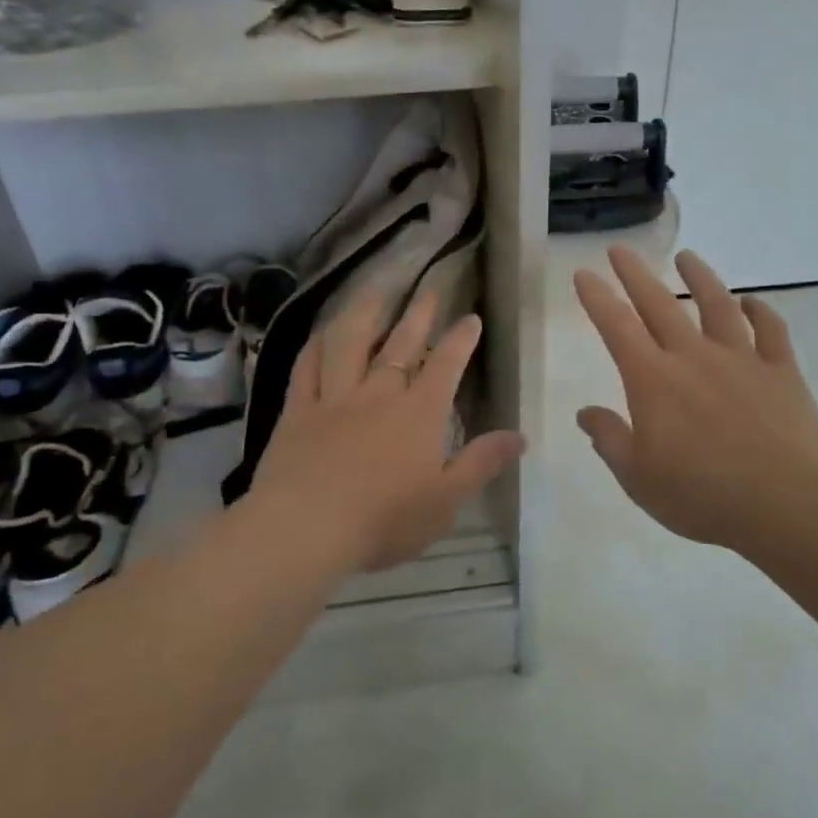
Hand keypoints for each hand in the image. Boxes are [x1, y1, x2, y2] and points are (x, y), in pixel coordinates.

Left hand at [249, 286, 526, 572]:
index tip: (470, 317)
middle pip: (401, 344)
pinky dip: (315, 347)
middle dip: (418, 314)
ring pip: (350, 343)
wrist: (306, 529)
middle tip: (429, 288)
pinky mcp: (298, 411)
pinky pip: (306, 369)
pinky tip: (321, 334)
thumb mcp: (446, 500)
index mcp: (418, 413)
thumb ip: (482, 463)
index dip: (460, 340)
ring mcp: (334, 398)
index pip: (445, 366)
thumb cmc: (384, 519)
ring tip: (376, 290)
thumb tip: (520, 436)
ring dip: (365, 313)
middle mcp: (378, 394)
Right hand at [574, 247, 817, 547]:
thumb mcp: (639, 478)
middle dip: (636, 274)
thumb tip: (585, 412)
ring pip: (717, 305)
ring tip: (687, 256)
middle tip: (621, 249)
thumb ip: (609, 440)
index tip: (584, 273)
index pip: (616, 327)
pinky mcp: (781, 371)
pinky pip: (771, 330)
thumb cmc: (703, 494)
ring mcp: (741, 359)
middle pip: (660, 304)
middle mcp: (693, 357)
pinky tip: (752, 302)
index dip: (597, 298)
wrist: (787, 502)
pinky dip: (761, 311)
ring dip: (700, 277)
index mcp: (654, 380)